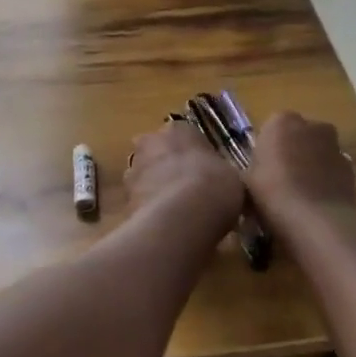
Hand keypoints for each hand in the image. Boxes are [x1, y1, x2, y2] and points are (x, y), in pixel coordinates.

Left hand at [125, 122, 244, 235]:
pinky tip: (165, 227)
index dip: (194, 156)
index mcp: (178, 129)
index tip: (204, 173)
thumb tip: (221, 186)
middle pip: (158, 154)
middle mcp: (149, 143)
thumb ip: (220, 175)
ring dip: (155, 190)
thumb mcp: (232, 177)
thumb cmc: (215, 185)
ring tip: (176, 214)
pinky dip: (149, 212)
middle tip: (187, 192)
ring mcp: (132, 171)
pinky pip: (140, 203)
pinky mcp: (123, 200)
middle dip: (168, 169)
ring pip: (145, 178)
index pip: (184, 136)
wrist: (182, 216)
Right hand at [245, 112, 355, 234]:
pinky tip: (315, 205)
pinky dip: (325, 181)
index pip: (271, 128)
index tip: (261, 171)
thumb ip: (252, 169)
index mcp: (282, 122)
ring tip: (298, 197)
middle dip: (291, 153)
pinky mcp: (352, 169)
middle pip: (298, 137)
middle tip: (278, 181)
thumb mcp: (245, 182)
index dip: (266, 150)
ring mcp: (336, 146)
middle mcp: (313, 126)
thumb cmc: (272, 194)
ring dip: (310, 167)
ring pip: (317, 153)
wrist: (316, 221)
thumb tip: (256, 173)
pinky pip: (332, 171)